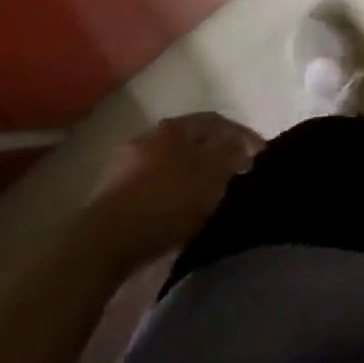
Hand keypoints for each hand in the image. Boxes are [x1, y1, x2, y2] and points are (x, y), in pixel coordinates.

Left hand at [94, 112, 264, 251]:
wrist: (103, 242)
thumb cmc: (165, 201)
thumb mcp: (210, 176)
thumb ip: (231, 154)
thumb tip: (243, 143)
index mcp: (174, 127)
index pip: (216, 121)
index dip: (241, 135)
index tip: (259, 154)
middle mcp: (149, 136)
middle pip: (191, 140)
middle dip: (214, 153)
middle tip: (236, 172)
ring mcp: (126, 164)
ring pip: (171, 162)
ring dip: (191, 173)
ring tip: (209, 193)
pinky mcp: (112, 194)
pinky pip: (153, 184)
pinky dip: (171, 191)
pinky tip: (179, 209)